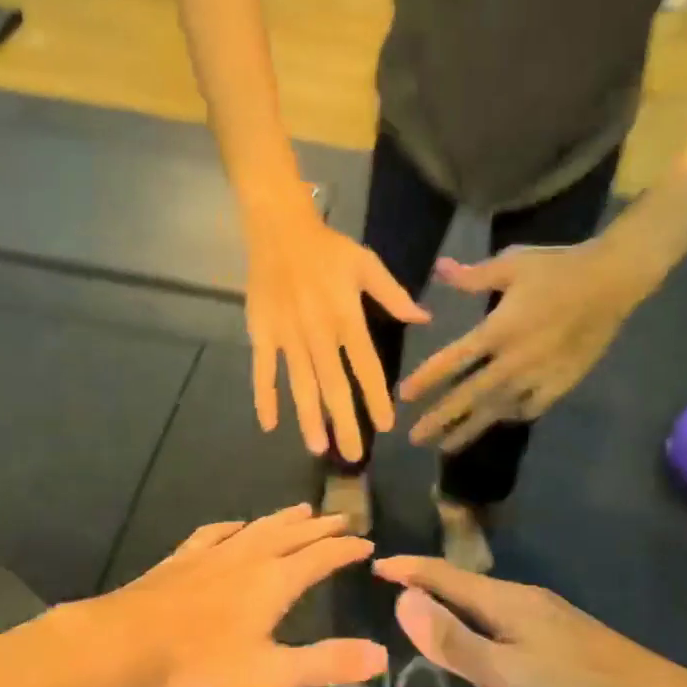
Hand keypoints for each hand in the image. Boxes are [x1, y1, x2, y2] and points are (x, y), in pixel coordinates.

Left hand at [97, 505, 386, 686]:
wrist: (121, 646)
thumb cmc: (200, 665)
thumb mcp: (271, 675)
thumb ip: (327, 663)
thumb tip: (381, 653)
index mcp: (275, 581)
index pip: (322, 556)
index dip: (346, 549)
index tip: (367, 543)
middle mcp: (250, 556)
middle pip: (293, 534)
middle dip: (321, 527)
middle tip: (343, 518)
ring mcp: (213, 553)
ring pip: (259, 527)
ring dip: (285, 519)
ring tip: (302, 510)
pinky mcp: (183, 558)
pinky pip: (217, 532)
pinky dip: (236, 526)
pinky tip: (235, 526)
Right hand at [245, 198, 428, 460]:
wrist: (278, 230)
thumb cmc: (327, 249)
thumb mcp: (367, 264)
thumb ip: (394, 295)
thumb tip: (424, 318)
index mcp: (346, 318)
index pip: (366, 367)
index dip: (376, 398)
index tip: (385, 426)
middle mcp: (318, 334)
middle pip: (333, 386)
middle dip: (344, 423)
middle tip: (352, 457)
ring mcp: (287, 336)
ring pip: (300, 385)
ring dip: (309, 418)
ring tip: (318, 448)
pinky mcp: (262, 334)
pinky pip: (263, 370)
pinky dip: (264, 397)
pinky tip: (269, 424)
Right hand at [375, 557, 686, 686]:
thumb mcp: (503, 673)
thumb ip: (452, 639)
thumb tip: (403, 598)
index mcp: (506, 601)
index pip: (444, 576)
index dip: (409, 570)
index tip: (376, 564)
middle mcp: (527, 598)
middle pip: (467, 583)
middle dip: (429, 582)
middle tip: (396, 586)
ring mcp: (553, 616)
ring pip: (490, 601)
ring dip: (456, 601)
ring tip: (432, 610)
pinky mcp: (570, 637)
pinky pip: (510, 618)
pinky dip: (482, 619)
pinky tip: (491, 640)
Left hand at [401, 241, 645, 451]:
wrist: (612, 281)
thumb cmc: (558, 268)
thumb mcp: (511, 263)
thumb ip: (473, 275)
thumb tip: (439, 269)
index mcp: (497, 331)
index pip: (453, 360)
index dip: (427, 379)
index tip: (404, 396)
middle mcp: (513, 361)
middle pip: (470, 396)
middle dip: (441, 418)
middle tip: (415, 438)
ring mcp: (539, 376)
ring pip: (498, 409)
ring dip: (471, 428)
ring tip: (447, 447)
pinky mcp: (563, 382)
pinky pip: (532, 407)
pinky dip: (514, 415)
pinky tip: (502, 420)